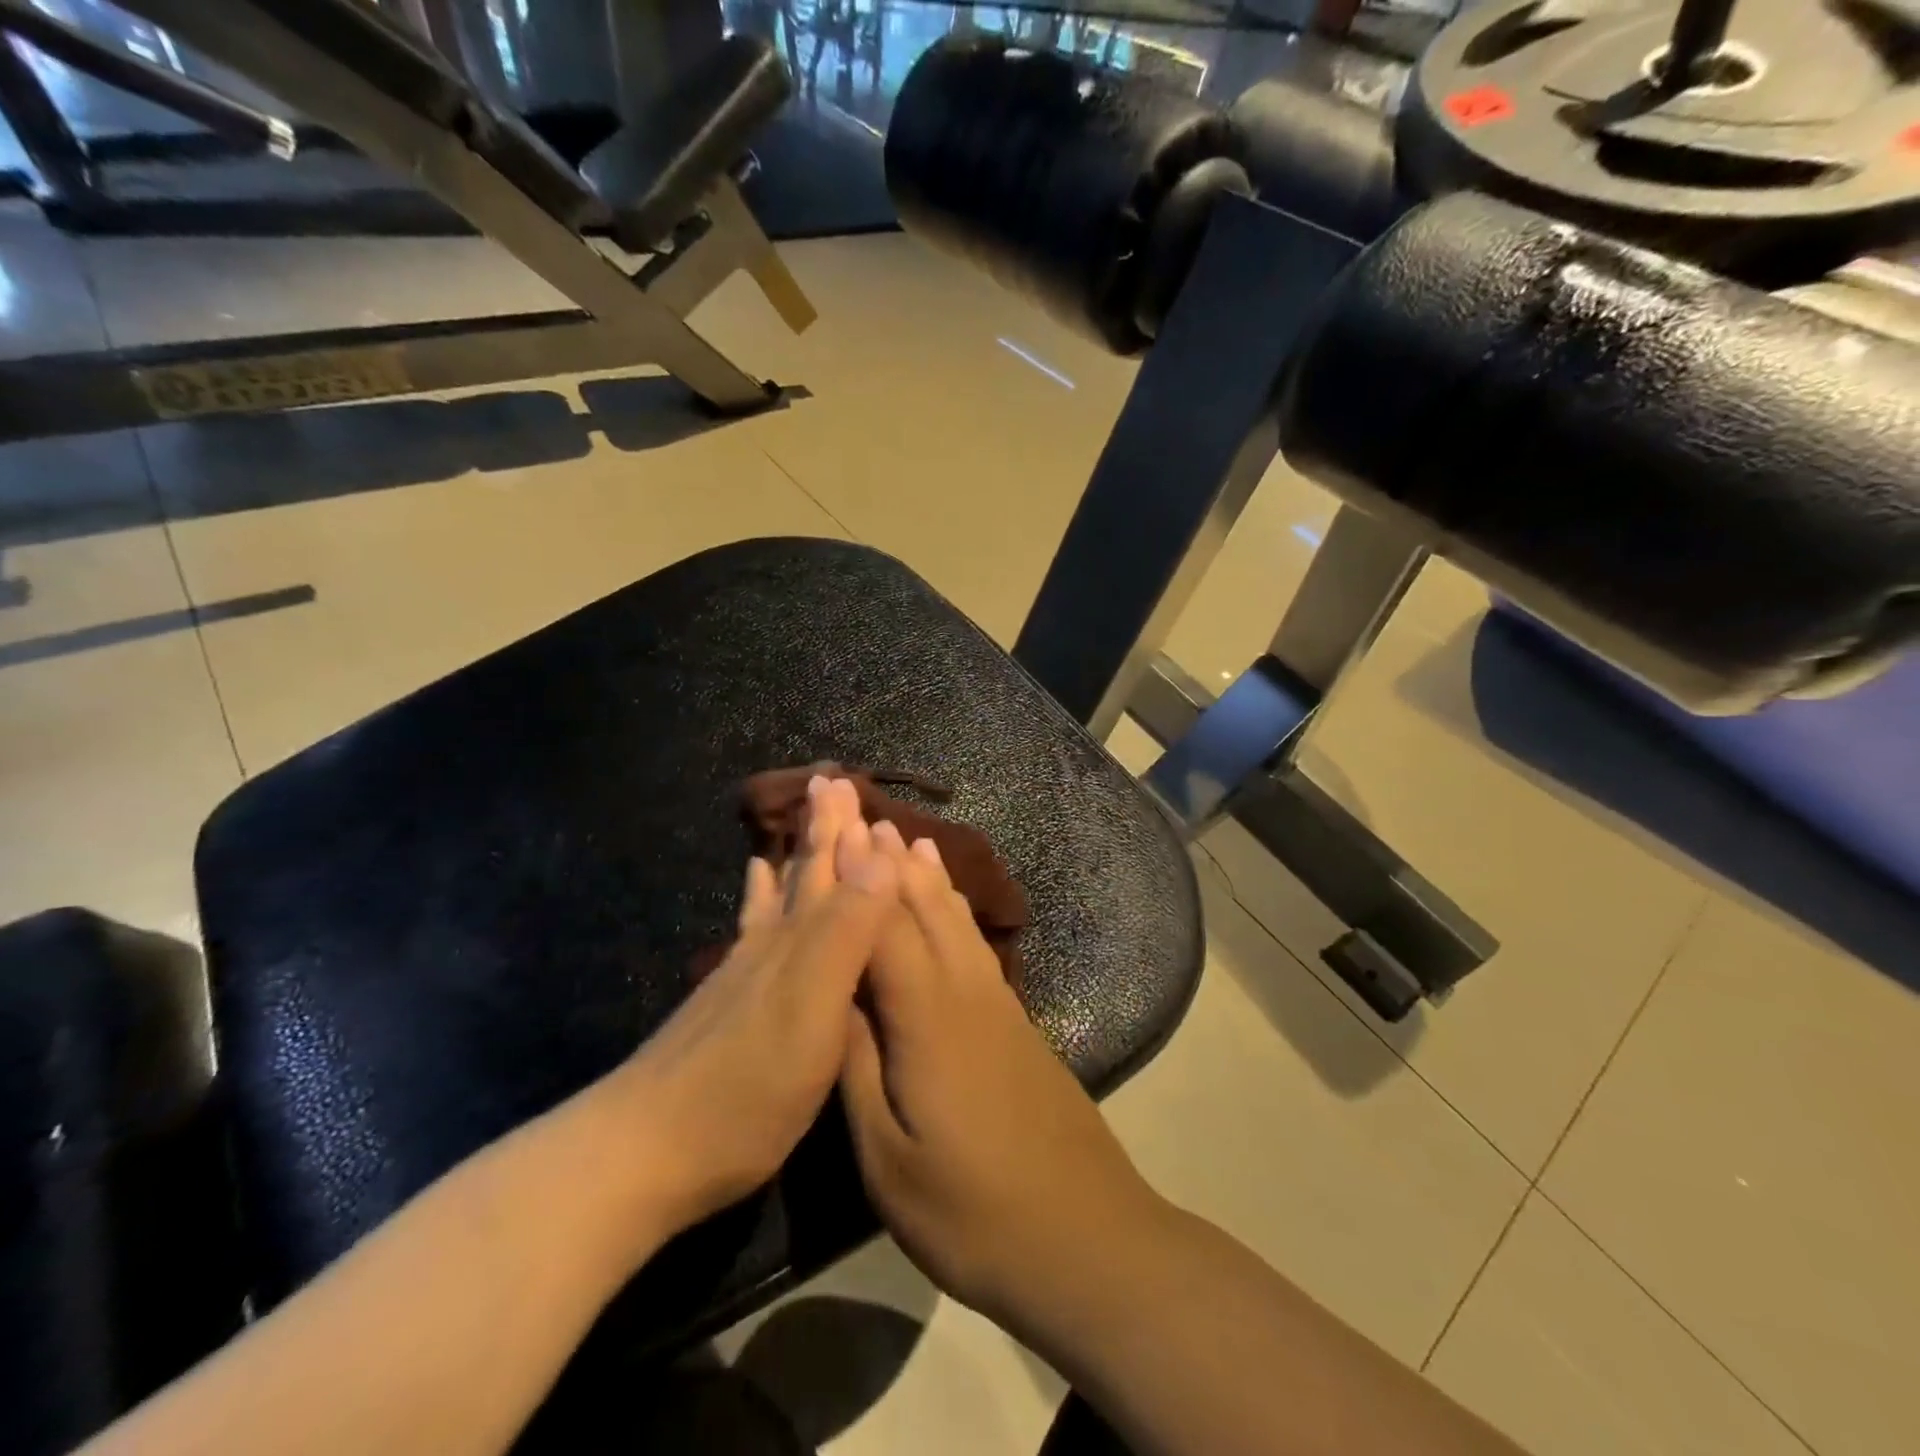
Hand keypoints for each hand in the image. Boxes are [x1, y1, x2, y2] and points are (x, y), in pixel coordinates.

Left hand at [608, 776, 898, 1242]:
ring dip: (796, 854)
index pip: (830, 869)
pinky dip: (758, 896)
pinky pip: (752, 927)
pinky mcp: (727, 1002)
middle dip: (823, 828)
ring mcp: (744, 972)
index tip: (849, 780)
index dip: (845, 828)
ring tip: (801, 816)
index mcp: (800, 942)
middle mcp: (772, 944)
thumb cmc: (747, 1085)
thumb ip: (849, 929)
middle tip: (829, 780)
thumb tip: (883, 850)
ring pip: (778, 894)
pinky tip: (752, 882)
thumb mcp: (814, 1008)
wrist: (645, 1151)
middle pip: (802, 873)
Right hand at [837, 823, 1161, 1331]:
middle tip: (861, 810)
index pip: (880, 930)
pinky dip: (956, 907)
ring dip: (925, 873)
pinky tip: (951, 902)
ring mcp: (997, 1002)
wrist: (1085, 1237)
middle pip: (921, 908)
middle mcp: (964, 992)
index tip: (829, 829)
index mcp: (926, 1020)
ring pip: (955, 918)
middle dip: (887, 858)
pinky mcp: (1015, 1019)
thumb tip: (834, 996)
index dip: (852, 877)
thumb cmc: (974, 1213)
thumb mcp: (890, 1160)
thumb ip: (858, 1068)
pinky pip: (976, 942)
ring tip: (905, 834)